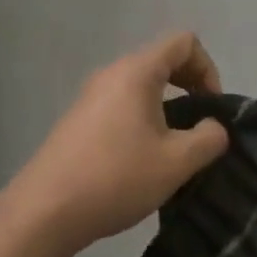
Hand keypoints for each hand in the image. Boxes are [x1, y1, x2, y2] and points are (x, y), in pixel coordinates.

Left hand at [9, 32, 228, 254]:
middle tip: (200, 126)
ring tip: (173, 148)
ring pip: (141, 85)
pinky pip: (121, 104)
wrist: (42, 213)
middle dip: (190, 87)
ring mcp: (90, 96)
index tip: (211, 108)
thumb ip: (209, 138)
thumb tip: (213, 128)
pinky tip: (142, 160)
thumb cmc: (115, 179)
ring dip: (167, 107)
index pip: (184, 42)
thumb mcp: (176, 162)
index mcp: (137, 72)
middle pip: (162, 60)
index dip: (208, 69)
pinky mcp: (78, 120)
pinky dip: (142, 118)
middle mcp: (112, 74)